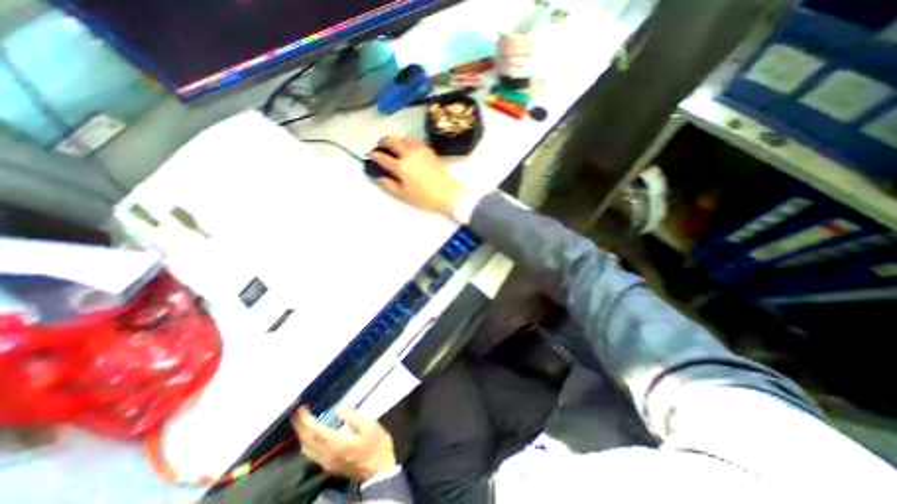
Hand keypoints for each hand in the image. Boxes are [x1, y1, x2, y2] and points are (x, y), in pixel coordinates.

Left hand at [292, 406, 394, 480]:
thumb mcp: (370, 425)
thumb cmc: (376, 444)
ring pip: (307, 449)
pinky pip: (312, 453)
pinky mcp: (329, 465)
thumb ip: (352, 417)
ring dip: (302, 434)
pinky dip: (308, 442)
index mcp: (337, 443)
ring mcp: (327, 462)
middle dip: (300, 426)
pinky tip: (310, 436)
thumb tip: (337, 410)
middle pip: (307, 440)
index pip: (315, 431)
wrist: (379, 470)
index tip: (301, 408)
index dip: (306, 419)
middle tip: (297, 413)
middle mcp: (327, 454)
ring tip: (302, 421)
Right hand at [368, 135, 465, 216]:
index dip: (375, 156)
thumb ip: (390, 186)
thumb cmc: (425, 198)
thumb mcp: (405, 195)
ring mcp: (420, 150)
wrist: (448, 193)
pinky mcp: (429, 150)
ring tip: (396, 147)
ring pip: (404, 138)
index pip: (383, 158)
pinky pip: (415, 141)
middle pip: (392, 141)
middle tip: (381, 146)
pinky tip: (409, 148)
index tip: (371, 155)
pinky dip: (409, 142)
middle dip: (383, 141)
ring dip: (397, 140)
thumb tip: (379, 178)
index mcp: (401, 166)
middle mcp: (409, 154)